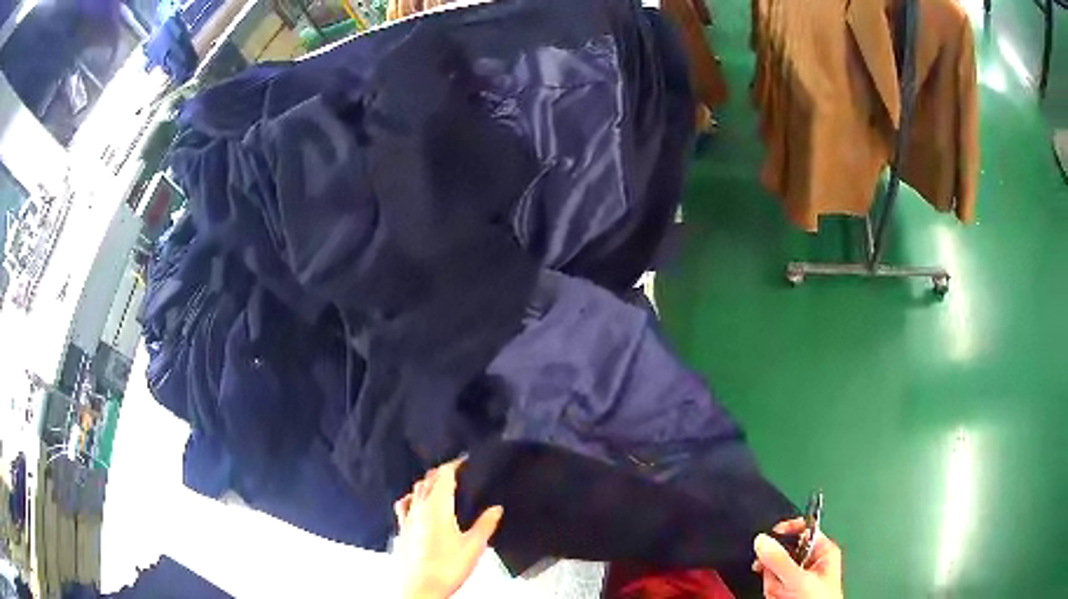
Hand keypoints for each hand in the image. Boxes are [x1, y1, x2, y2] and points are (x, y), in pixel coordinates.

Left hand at [394, 459, 503, 598]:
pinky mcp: (401, 531)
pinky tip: (415, 506)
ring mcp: (407, 519)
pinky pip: (403, 506)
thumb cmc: (445, 568)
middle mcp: (419, 508)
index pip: (443, 475)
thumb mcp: (473, 546)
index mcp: (437, 506)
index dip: (454, 464)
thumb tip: (496, 509)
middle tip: (456, 472)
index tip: (465, 460)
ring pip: (414, 491)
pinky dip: (411, 499)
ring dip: (426, 484)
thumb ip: (485, 525)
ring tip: (438, 486)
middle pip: (427, 480)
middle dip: (441, 472)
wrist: (418, 588)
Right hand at [753, 518, 842, 598]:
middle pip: (783, 553)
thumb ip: (780, 559)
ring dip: (774, 584)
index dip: (787, 530)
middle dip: (776, 569)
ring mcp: (799, 577)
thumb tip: (762, 540)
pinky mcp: (788, 589)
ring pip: (775, 570)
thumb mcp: (798, 578)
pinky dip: (772, 591)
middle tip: (780, 581)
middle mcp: (811, 561)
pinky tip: (779, 597)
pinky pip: (772, 584)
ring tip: (783, 595)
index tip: (770, 535)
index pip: (804, 529)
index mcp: (823, 550)